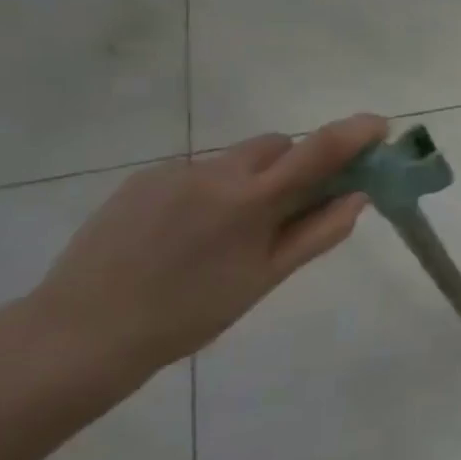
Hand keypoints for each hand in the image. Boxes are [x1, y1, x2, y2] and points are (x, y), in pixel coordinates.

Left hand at [25, 114, 388, 389]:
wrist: (81, 333)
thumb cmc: (191, 313)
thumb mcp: (267, 277)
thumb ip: (318, 232)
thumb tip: (357, 197)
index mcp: (252, 199)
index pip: (319, 150)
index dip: (355, 132)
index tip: (379, 126)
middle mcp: (216, 172)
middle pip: (279, 145)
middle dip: (300, 163)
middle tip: (300, 203)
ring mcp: (174, 171)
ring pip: (238, 158)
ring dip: (256, 177)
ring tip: (233, 229)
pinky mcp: (142, 179)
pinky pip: (199, 171)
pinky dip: (215, 189)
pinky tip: (191, 231)